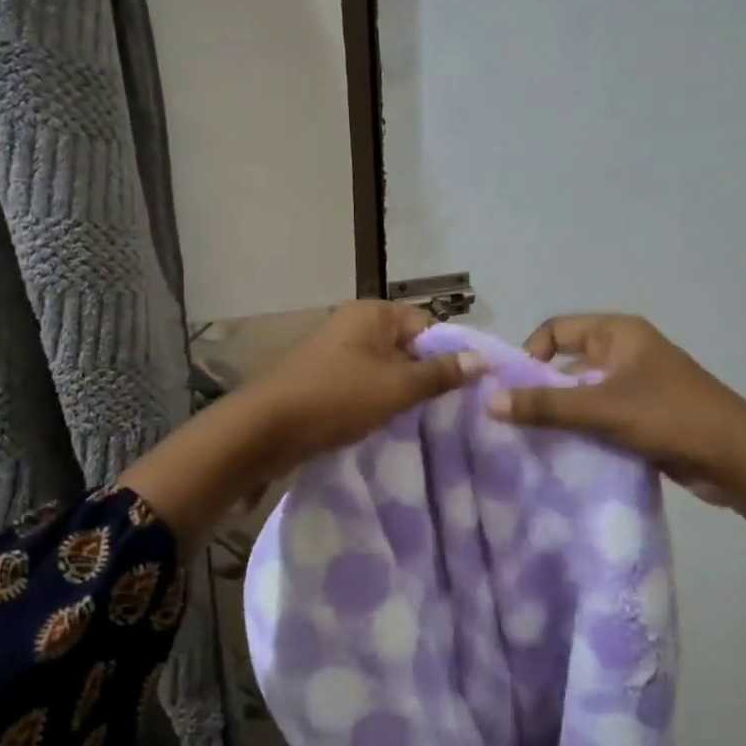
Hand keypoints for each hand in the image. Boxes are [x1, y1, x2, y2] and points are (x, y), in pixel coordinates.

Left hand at [120, 302, 479, 543]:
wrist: (263, 431)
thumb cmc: (335, 399)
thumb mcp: (396, 387)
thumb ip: (440, 373)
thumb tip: (482, 360)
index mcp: (371, 314)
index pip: (427, 325)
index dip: (447, 355)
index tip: (462, 390)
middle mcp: (352, 325)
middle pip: (406, 348)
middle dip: (425, 377)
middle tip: (446, 411)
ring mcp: (334, 353)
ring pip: (384, 370)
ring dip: (400, 394)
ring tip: (420, 422)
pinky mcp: (321, 380)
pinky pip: (362, 386)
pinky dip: (376, 403)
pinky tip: (387, 427)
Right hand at [487, 313, 745, 506]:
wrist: (737, 458)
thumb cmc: (670, 417)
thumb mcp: (602, 409)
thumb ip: (546, 406)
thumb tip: (489, 400)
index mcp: (619, 332)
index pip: (557, 329)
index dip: (530, 354)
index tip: (513, 389)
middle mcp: (625, 351)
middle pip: (568, 361)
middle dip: (543, 388)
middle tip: (516, 420)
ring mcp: (637, 383)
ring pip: (584, 391)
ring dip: (562, 412)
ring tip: (535, 439)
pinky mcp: (644, 414)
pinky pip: (601, 414)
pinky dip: (583, 428)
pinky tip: (566, 452)